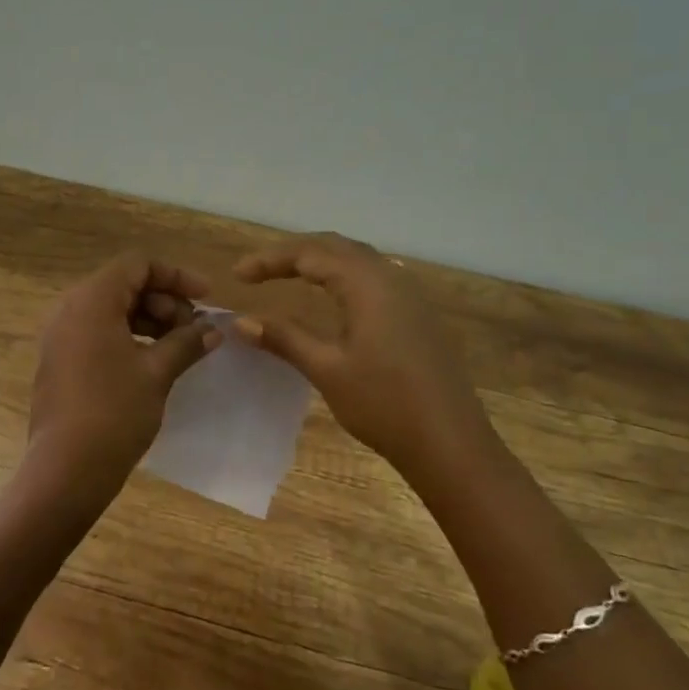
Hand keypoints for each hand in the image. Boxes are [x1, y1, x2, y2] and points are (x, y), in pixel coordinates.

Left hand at [25, 253, 221, 508]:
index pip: (138, 265)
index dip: (176, 276)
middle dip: (164, 301)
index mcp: (92, 300)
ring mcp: (60, 335)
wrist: (66, 469)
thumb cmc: (115, 412)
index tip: (206, 298)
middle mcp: (70, 308)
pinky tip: (153, 361)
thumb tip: (213, 329)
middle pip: (124, 284)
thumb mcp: (157, 373)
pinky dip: (128, 336)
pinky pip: (97, 331)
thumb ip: (187, 342)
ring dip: (149, 320)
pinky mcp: (59, 360)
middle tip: (194, 329)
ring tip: (179, 346)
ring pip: (111, 309)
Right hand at [235, 234, 493, 479]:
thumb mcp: (327, 369)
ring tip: (287, 275)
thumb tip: (240, 321)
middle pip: (334, 246)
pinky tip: (332, 297)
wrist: (451, 443)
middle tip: (257, 271)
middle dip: (292, 252)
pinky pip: (373, 276)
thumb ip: (284, 337)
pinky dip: (342, 275)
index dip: (269, 259)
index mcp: (367, 283)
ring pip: (357, 259)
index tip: (237, 275)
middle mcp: (390, 276)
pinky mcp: (418, 314)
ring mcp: (409, 294)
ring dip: (320, 260)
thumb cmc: (384, 404)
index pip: (309, 254)